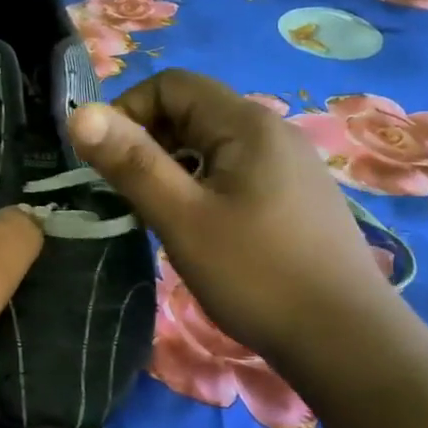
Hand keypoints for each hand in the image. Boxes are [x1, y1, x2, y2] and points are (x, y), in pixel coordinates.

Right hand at [67, 68, 406, 365]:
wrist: (348, 343)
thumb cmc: (256, 275)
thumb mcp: (181, 218)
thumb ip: (130, 162)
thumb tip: (79, 113)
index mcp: (247, 124)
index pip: (171, 84)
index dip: (129, 111)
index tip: (110, 162)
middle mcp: (272, 131)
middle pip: (191, 110)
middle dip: (148, 141)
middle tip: (129, 193)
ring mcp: (289, 164)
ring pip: (210, 144)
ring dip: (172, 166)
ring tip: (160, 214)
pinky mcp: (295, 195)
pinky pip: (233, 170)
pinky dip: (201, 185)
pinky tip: (200, 229)